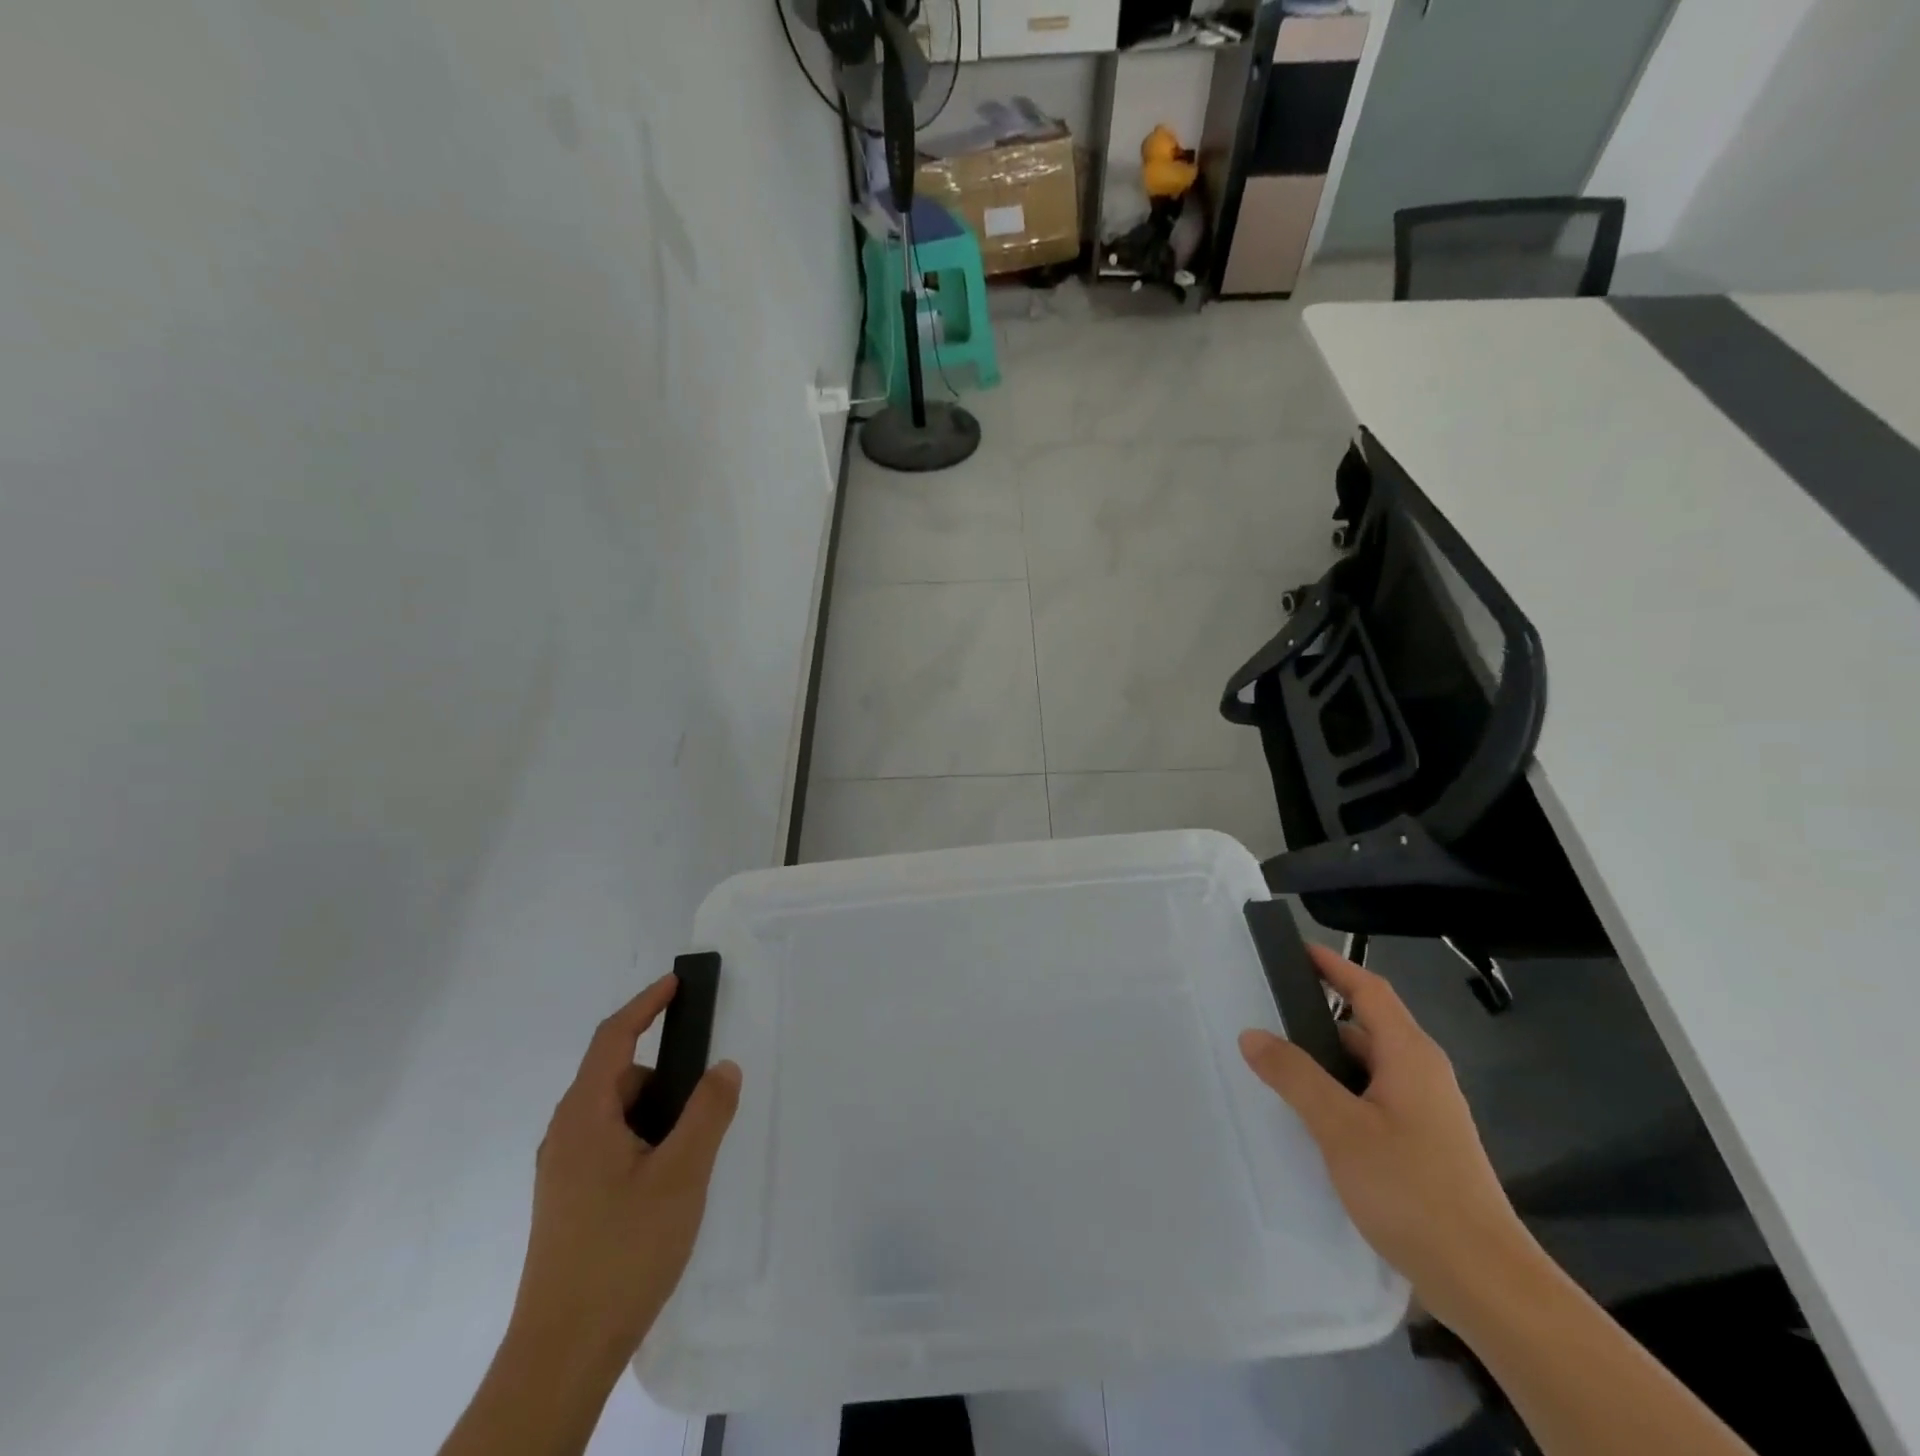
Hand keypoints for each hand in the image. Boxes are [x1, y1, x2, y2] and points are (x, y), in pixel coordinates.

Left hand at [510, 973, 741, 1371]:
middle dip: (665, 1076)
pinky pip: (612, 1144)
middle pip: (618, 1077)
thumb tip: (723, 1067)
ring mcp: (564, 1170)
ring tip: (692, 1155)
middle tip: (707, 1100)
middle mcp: (566, 1135)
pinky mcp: (570, 1199)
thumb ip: (707, 1112)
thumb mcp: (682, 1175)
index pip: (613, 1038)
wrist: (562, 1354)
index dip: (646, 1004)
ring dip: (657, 1115)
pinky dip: (645, 1141)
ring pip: (617, 1115)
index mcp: (584, 1117)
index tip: (678, 982)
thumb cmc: (622, 1251)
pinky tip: (668, 1182)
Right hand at [1238, 944, 1535, 1327]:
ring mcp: (1426, 1110)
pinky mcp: (1423, 1143)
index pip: (1369, 990)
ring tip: (1277, 1063)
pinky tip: (1311, 1115)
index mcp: (1409, 1055)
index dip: (1334, 965)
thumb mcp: (1340, 1127)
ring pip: (1367, 1066)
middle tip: (1267, 1011)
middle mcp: (1422, 1073)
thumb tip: (1252, 1034)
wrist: (1485, 1281)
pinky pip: (1372, 1097)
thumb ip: (1294, 1076)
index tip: (1295, 949)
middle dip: (1318, 1015)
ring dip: (1326, 1059)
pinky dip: (1339, 1091)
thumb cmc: (1412, 1190)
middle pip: (1366, 1026)